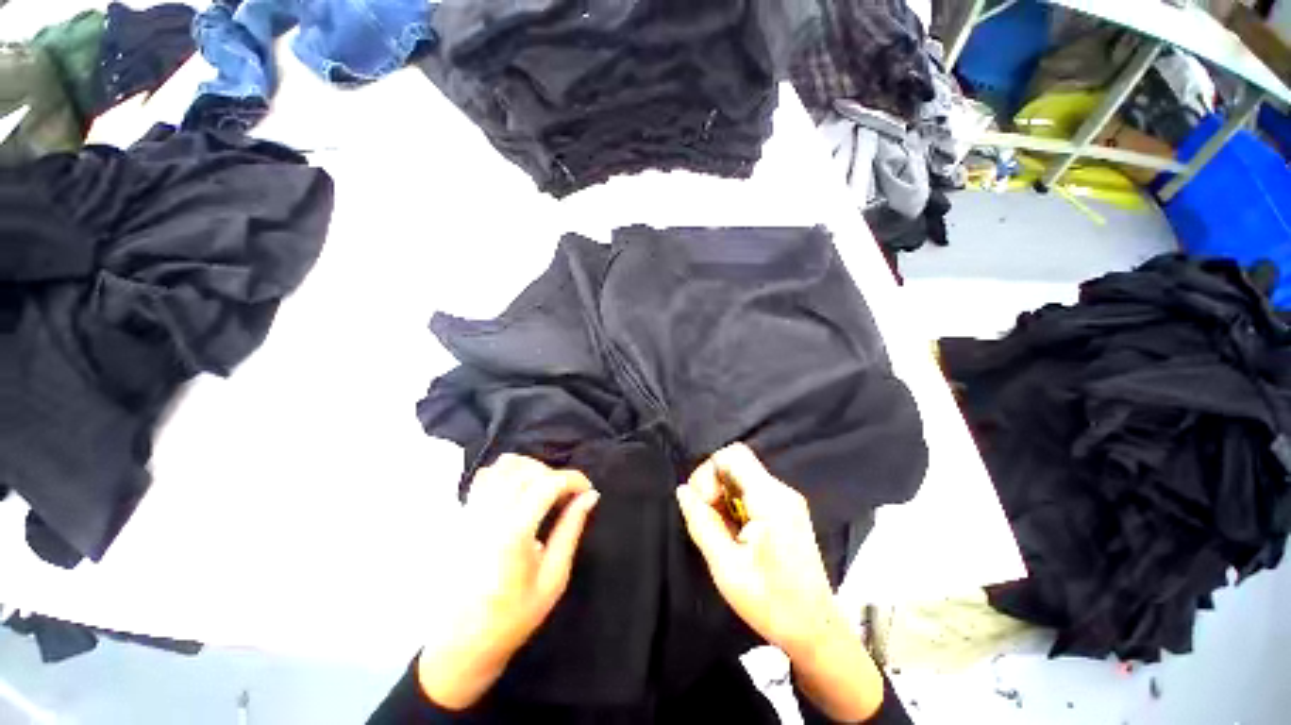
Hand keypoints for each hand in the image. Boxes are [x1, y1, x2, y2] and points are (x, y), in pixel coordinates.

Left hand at [418, 454, 599, 709]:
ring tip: (543, 491)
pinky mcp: (463, 516)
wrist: (461, 645)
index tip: (588, 490)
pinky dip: (507, 473)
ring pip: (505, 465)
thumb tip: (590, 496)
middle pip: (528, 469)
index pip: (548, 483)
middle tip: (567, 497)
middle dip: (555, 474)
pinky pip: (486, 475)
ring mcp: (472, 513)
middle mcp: (489, 515)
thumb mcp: (553, 578)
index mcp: (513, 534)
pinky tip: (518, 494)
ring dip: (531, 469)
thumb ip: (571, 530)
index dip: (574, 479)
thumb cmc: (513, 617)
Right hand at [675, 443, 841, 660]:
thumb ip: (701, 523)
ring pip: (742, 476)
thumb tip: (683, 491)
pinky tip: (736, 533)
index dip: (709, 473)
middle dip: (713, 485)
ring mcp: (787, 500)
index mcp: (771, 499)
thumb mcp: (726, 567)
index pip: (732, 455)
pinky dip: (735, 504)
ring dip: (723, 496)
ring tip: (722, 531)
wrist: (816, 630)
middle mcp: (781, 491)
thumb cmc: (771, 603)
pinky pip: (752, 491)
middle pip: (736, 463)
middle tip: (709, 520)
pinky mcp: (787, 510)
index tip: (705, 505)